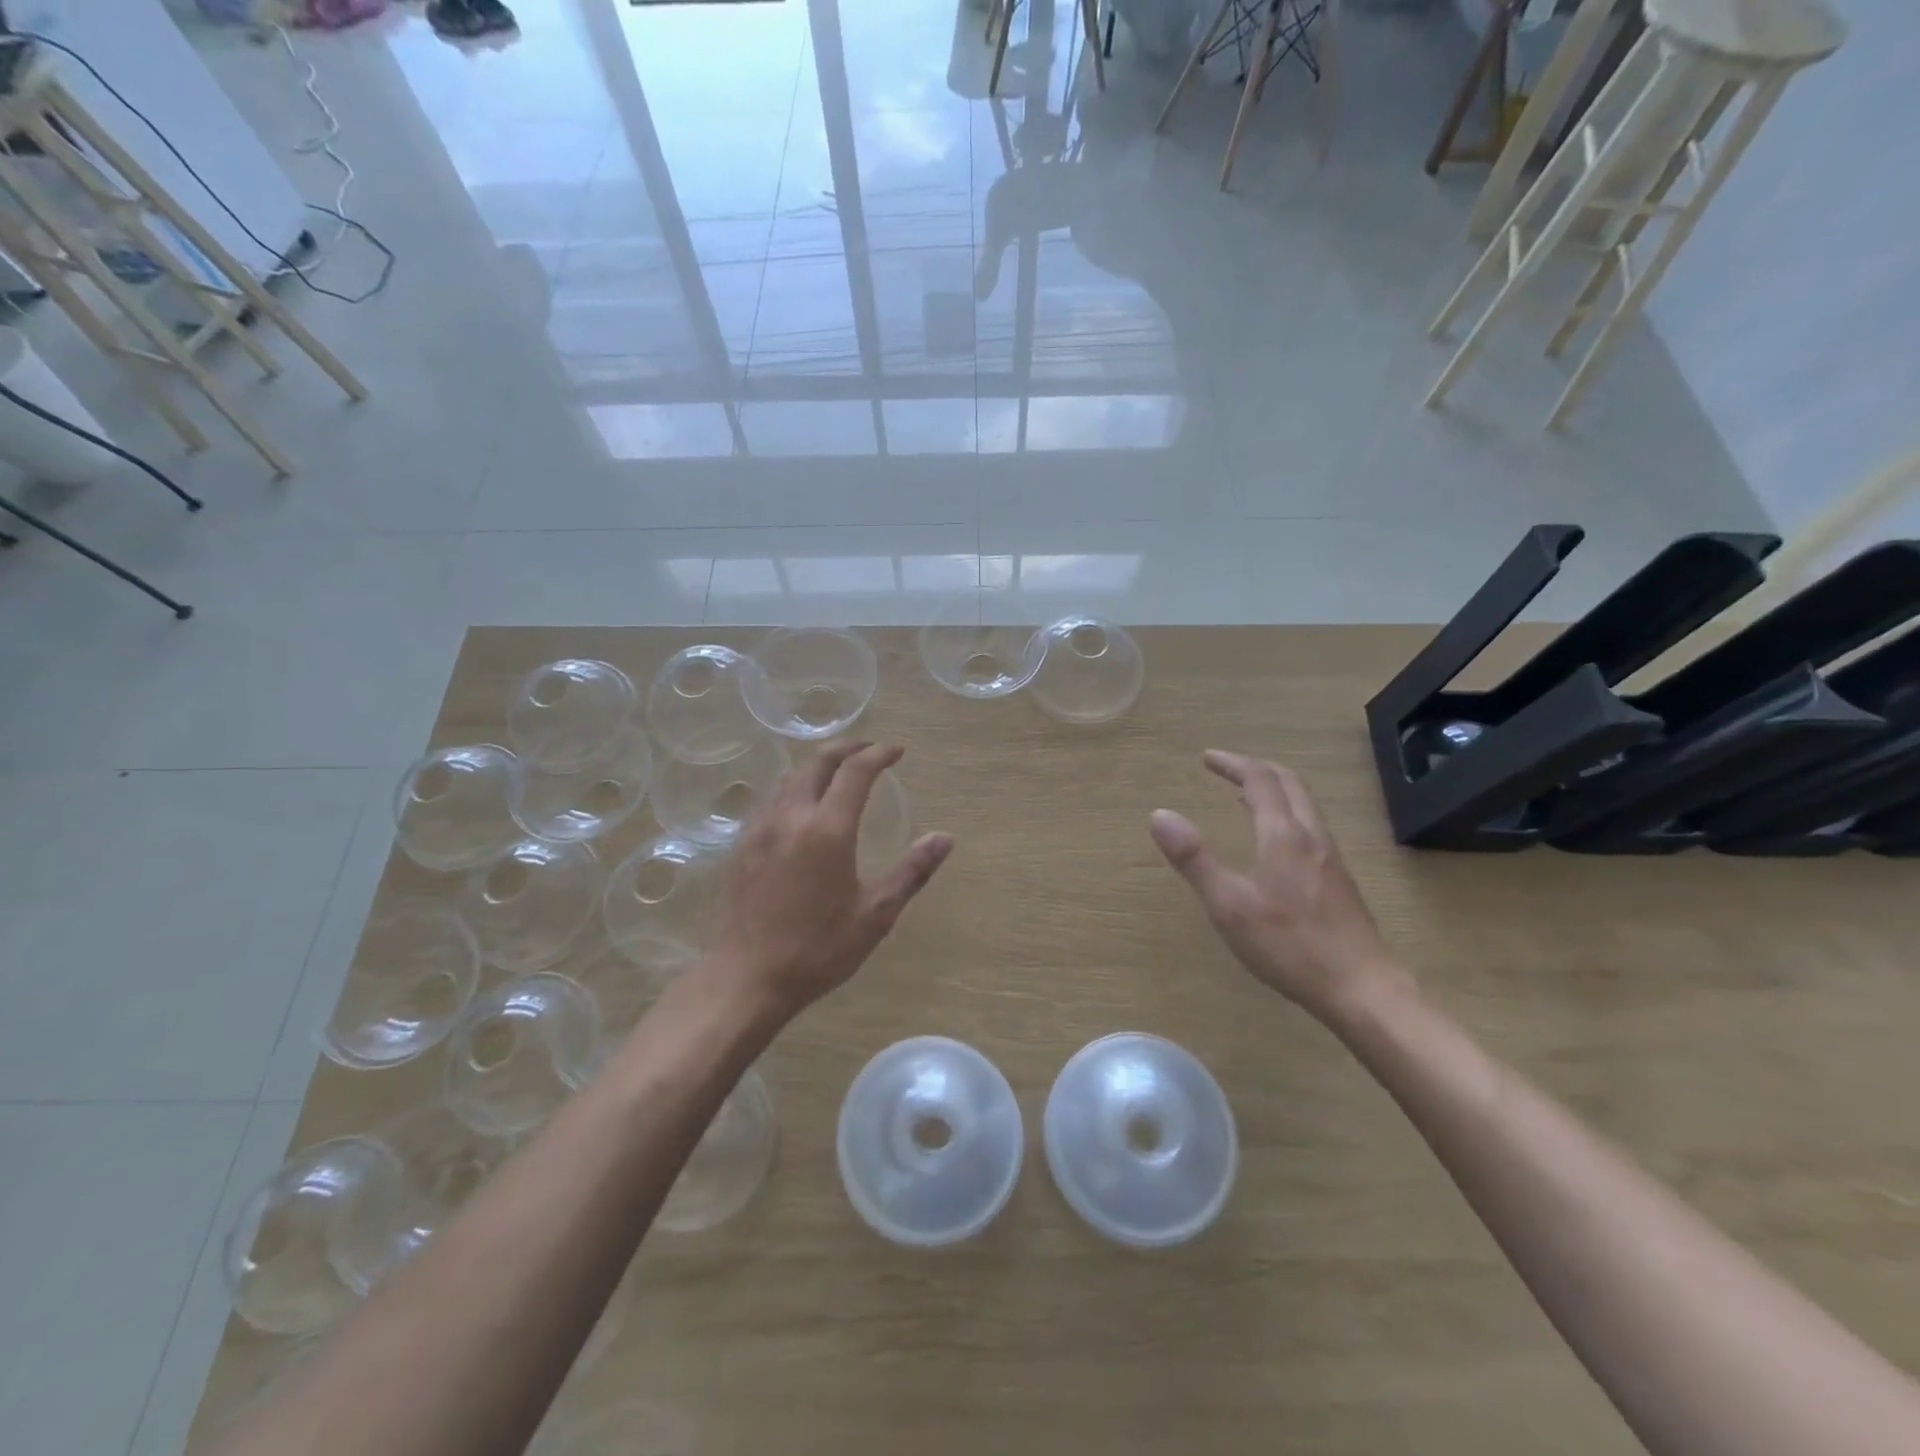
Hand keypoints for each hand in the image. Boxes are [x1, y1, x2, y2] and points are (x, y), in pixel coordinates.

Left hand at [709, 742, 952, 1018]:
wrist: (746, 977)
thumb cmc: (817, 949)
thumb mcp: (875, 915)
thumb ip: (911, 871)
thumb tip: (944, 838)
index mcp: (828, 829)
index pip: (855, 771)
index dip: (878, 754)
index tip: (896, 751)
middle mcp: (791, 816)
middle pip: (817, 763)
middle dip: (846, 748)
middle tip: (868, 750)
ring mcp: (760, 828)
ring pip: (789, 777)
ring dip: (817, 764)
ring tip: (837, 771)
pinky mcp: (742, 845)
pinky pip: (770, 798)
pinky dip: (793, 786)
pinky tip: (800, 806)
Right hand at [1149, 751, 1409, 1021]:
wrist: (1361, 988)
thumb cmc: (1289, 945)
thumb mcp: (1228, 904)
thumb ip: (1194, 858)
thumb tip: (1159, 815)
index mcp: (1283, 835)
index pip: (1259, 780)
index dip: (1232, 763)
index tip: (1206, 758)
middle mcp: (1311, 836)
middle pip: (1288, 783)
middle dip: (1255, 768)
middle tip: (1226, 768)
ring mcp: (1330, 858)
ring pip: (1304, 805)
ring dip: (1273, 789)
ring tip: (1245, 796)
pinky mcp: (1338, 880)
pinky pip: (1309, 826)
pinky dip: (1285, 813)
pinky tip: (1274, 842)